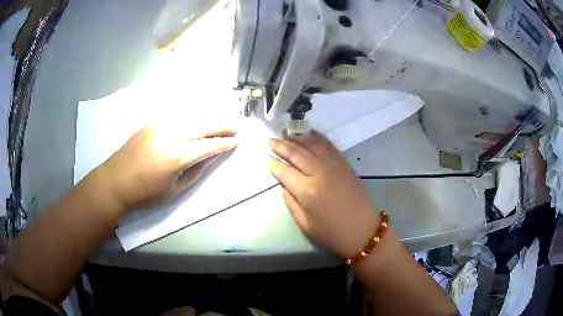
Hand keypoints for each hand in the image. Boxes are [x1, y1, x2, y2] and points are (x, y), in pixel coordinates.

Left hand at [97, 123, 237, 212]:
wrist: (114, 181)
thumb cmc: (145, 194)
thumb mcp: (174, 190)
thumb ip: (196, 171)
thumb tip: (211, 156)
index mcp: (177, 156)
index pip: (208, 145)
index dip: (224, 143)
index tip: (236, 141)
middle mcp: (170, 134)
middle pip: (203, 125)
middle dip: (221, 125)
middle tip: (235, 126)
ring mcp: (159, 125)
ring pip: (191, 116)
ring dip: (208, 118)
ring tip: (220, 122)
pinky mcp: (151, 122)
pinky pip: (177, 116)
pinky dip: (191, 116)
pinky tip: (197, 119)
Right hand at [267, 131, 379, 257]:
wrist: (363, 230)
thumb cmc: (332, 233)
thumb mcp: (305, 224)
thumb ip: (291, 202)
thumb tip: (284, 184)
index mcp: (307, 191)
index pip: (284, 171)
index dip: (273, 164)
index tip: (266, 158)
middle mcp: (319, 173)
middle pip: (296, 153)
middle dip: (281, 145)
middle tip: (270, 141)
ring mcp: (333, 165)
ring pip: (311, 144)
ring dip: (296, 137)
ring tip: (285, 133)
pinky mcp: (344, 163)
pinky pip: (328, 145)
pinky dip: (317, 136)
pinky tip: (308, 133)